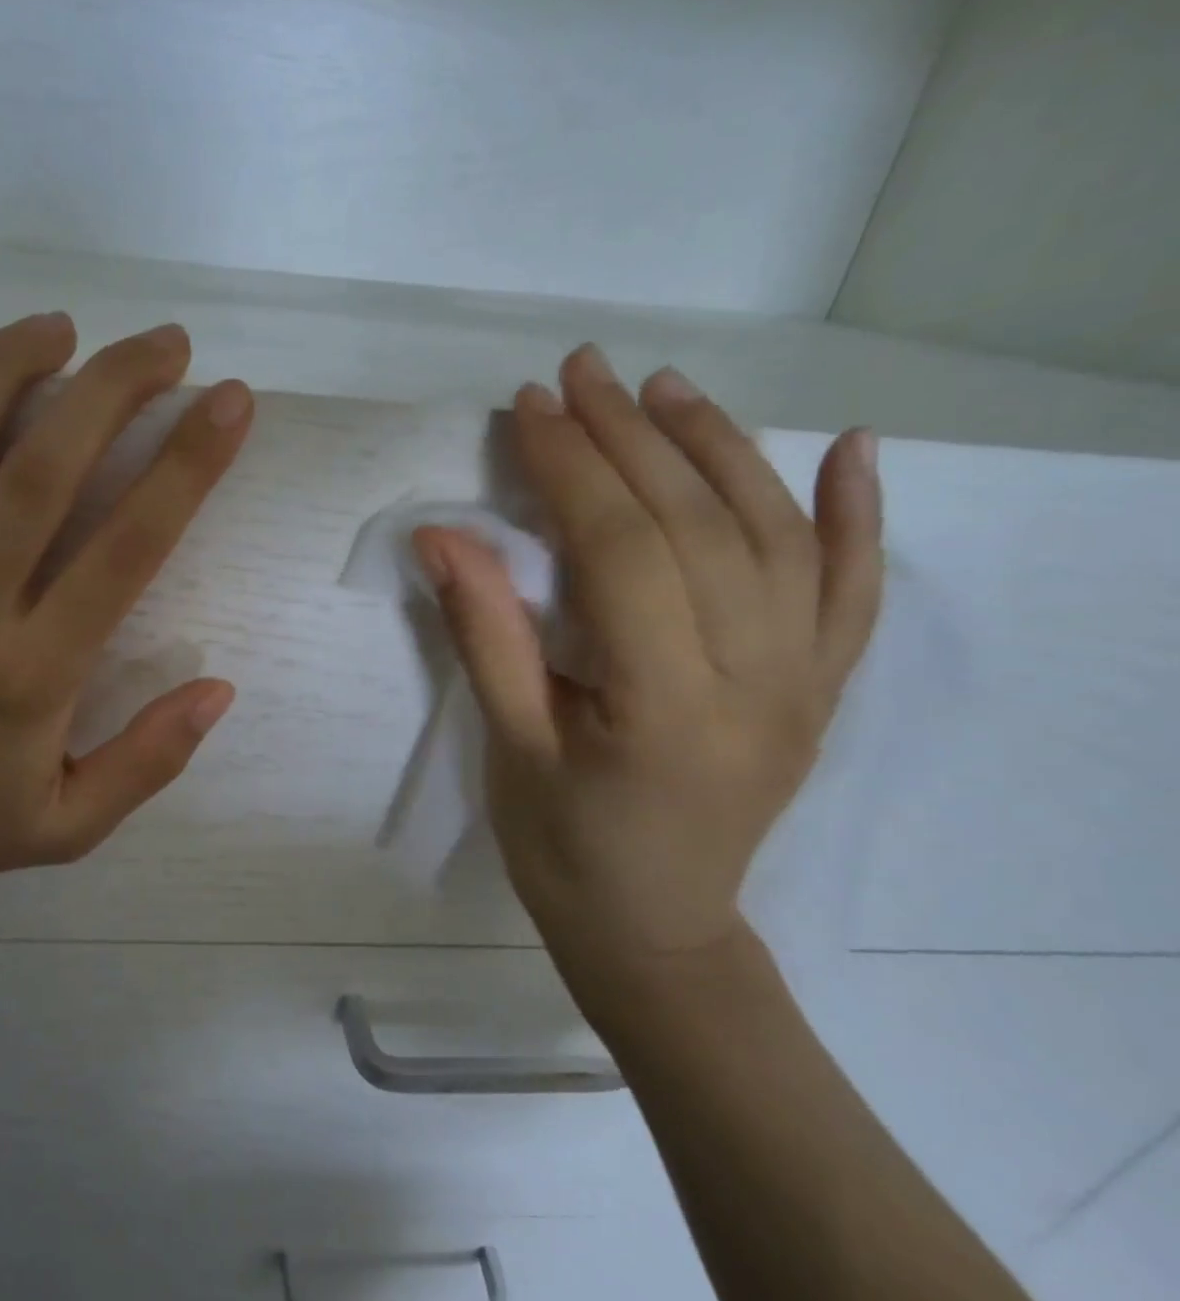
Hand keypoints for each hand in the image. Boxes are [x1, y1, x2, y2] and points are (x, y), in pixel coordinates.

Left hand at [0, 316, 253, 921]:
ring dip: (3, 375)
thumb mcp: (73, 826)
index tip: (226, 404)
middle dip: (111, 393)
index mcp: (35, 678)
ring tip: (57, 326)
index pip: (125, 551)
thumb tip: (219, 687)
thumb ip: (151, 760)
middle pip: (41, 478)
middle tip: (163, 343)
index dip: (185, 468)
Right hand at [414, 346, 881, 1010]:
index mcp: (663, 704)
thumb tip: (442, 535)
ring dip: (720, 448)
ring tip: (665, 388)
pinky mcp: (819, 689)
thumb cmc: (562, 845)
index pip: (620, 549)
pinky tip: (849, 449)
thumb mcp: (508, 747)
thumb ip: (483, 635)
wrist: (653, 927)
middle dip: (631, 436)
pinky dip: (858, 514)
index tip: (528, 407)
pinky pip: (853, 591)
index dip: (570, 468)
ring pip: (775, 537)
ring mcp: (802, 682)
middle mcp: (754, 680)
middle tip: (580, 373)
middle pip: (696, 526)